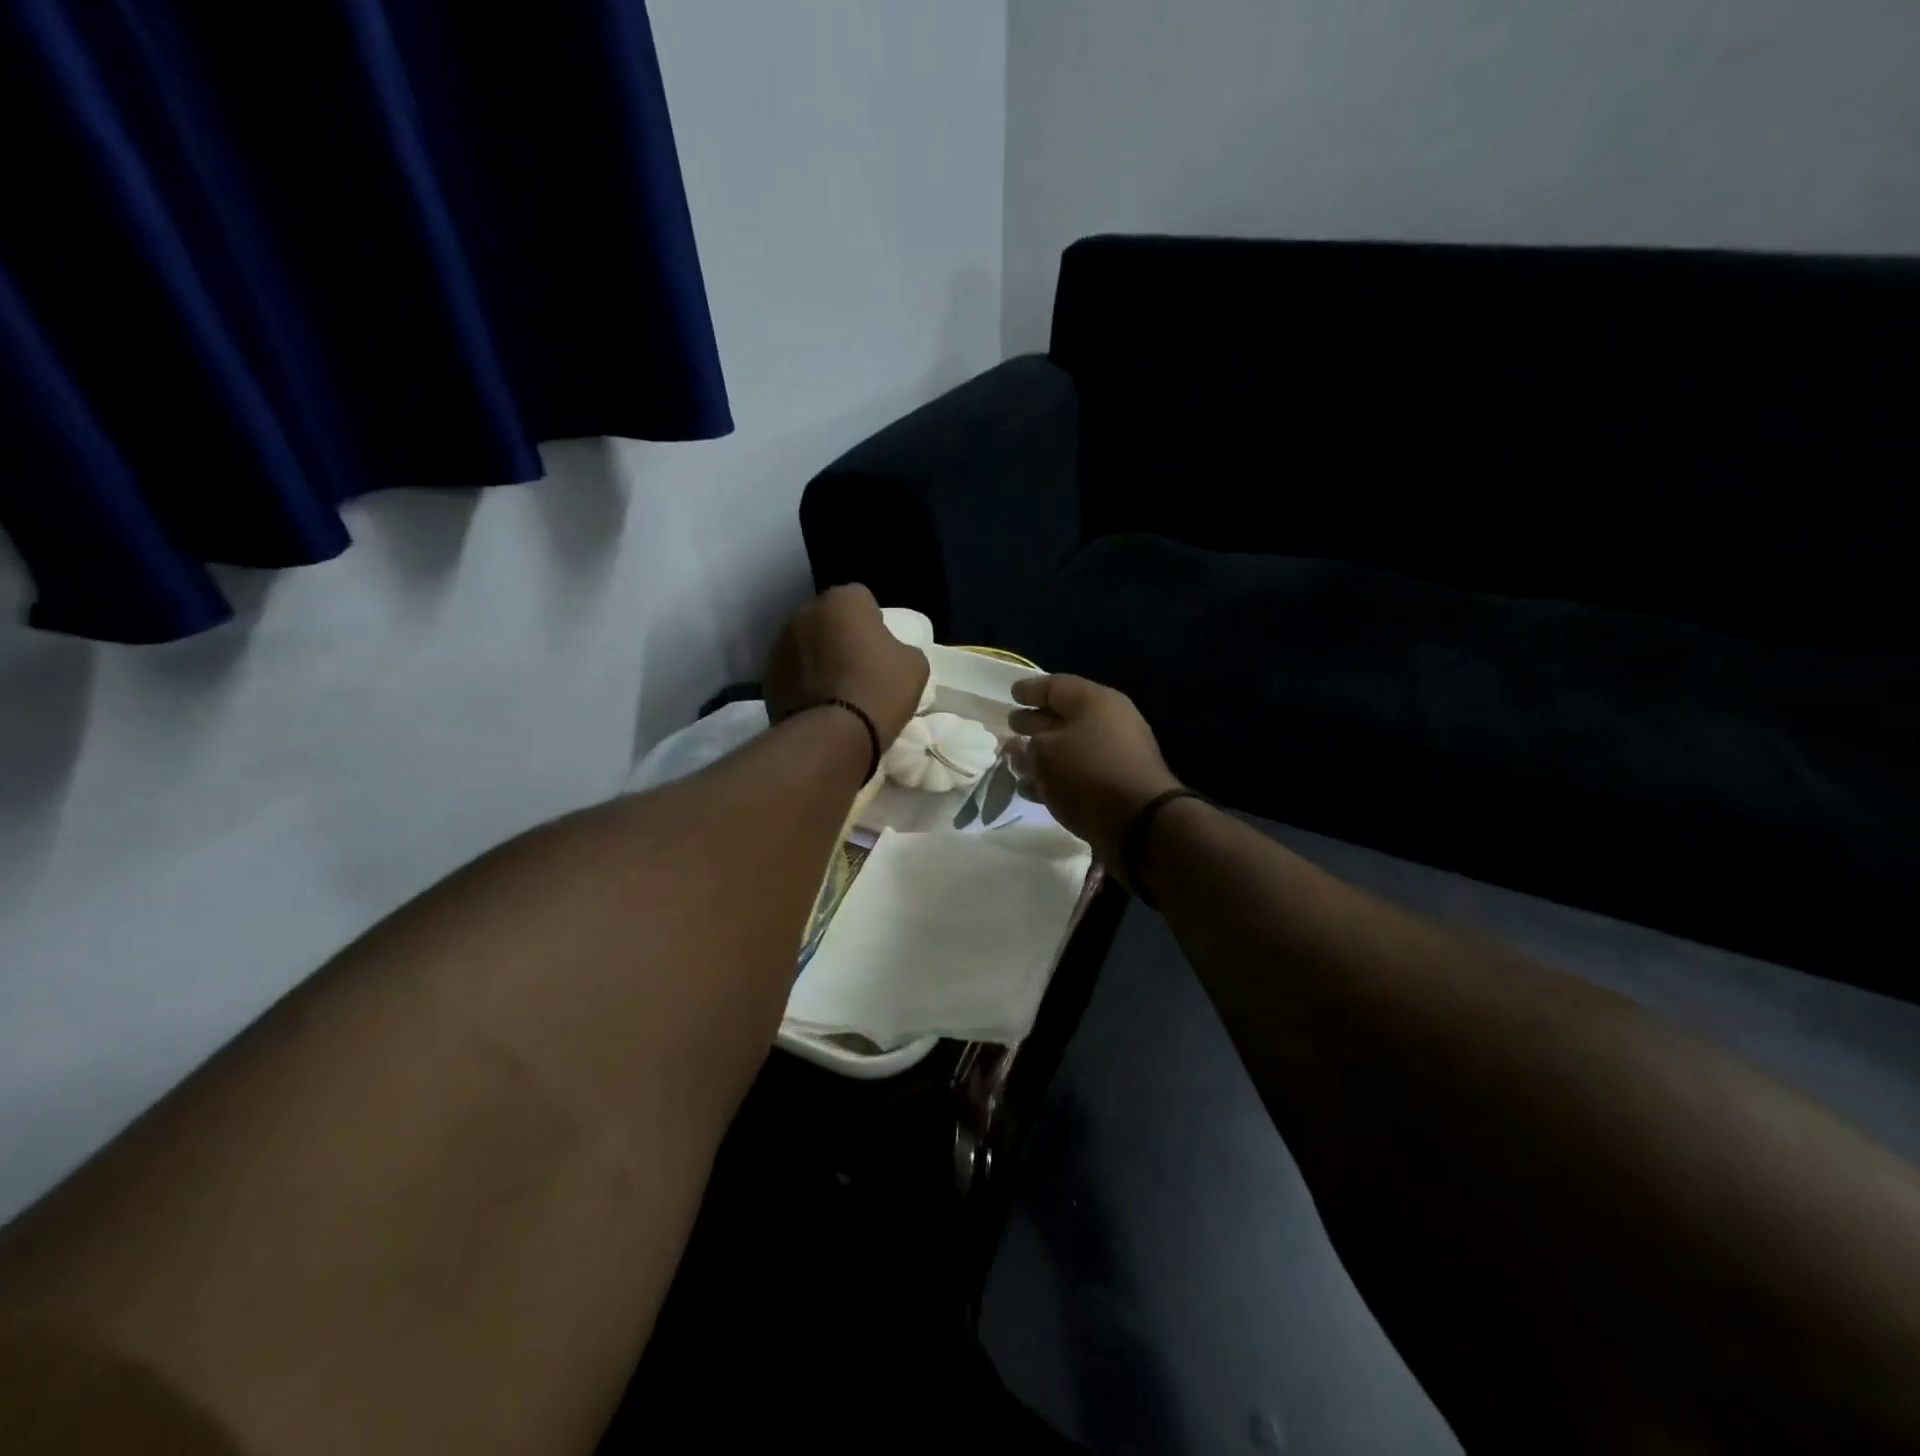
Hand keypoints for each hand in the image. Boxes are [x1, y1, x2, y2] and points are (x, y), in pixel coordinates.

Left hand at [764, 585, 929, 748]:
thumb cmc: (879, 690)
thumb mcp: (915, 665)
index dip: (873, 621)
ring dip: (819, 657)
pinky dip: (802, 681)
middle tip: (858, 666)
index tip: (880, 648)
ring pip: (807, 644)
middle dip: (840, 635)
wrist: (832, 735)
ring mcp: (780, 643)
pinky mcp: (767, 675)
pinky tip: (818, 703)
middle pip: (829, 619)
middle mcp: (805, 612)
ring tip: (836, 689)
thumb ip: (901, 647)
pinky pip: (792, 671)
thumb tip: (888, 652)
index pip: (862, 599)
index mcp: (843, 600)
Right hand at [1007, 674, 1181, 867]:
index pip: (1056, 686)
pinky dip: (1054, 777)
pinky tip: (1032, 788)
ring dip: (1041, 754)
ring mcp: (1114, 755)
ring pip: (1069, 747)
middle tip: (1011, 725)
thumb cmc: (1088, 774)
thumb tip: (1017, 747)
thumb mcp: (1045, 755)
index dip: (1030, 690)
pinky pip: (1077, 773)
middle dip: (1035, 720)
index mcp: (1094, 702)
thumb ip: (1026, 747)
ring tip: (1014, 761)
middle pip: (1064, 716)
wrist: (1140, 823)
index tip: (1011, 694)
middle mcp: (1108, 722)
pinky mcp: (1114, 785)